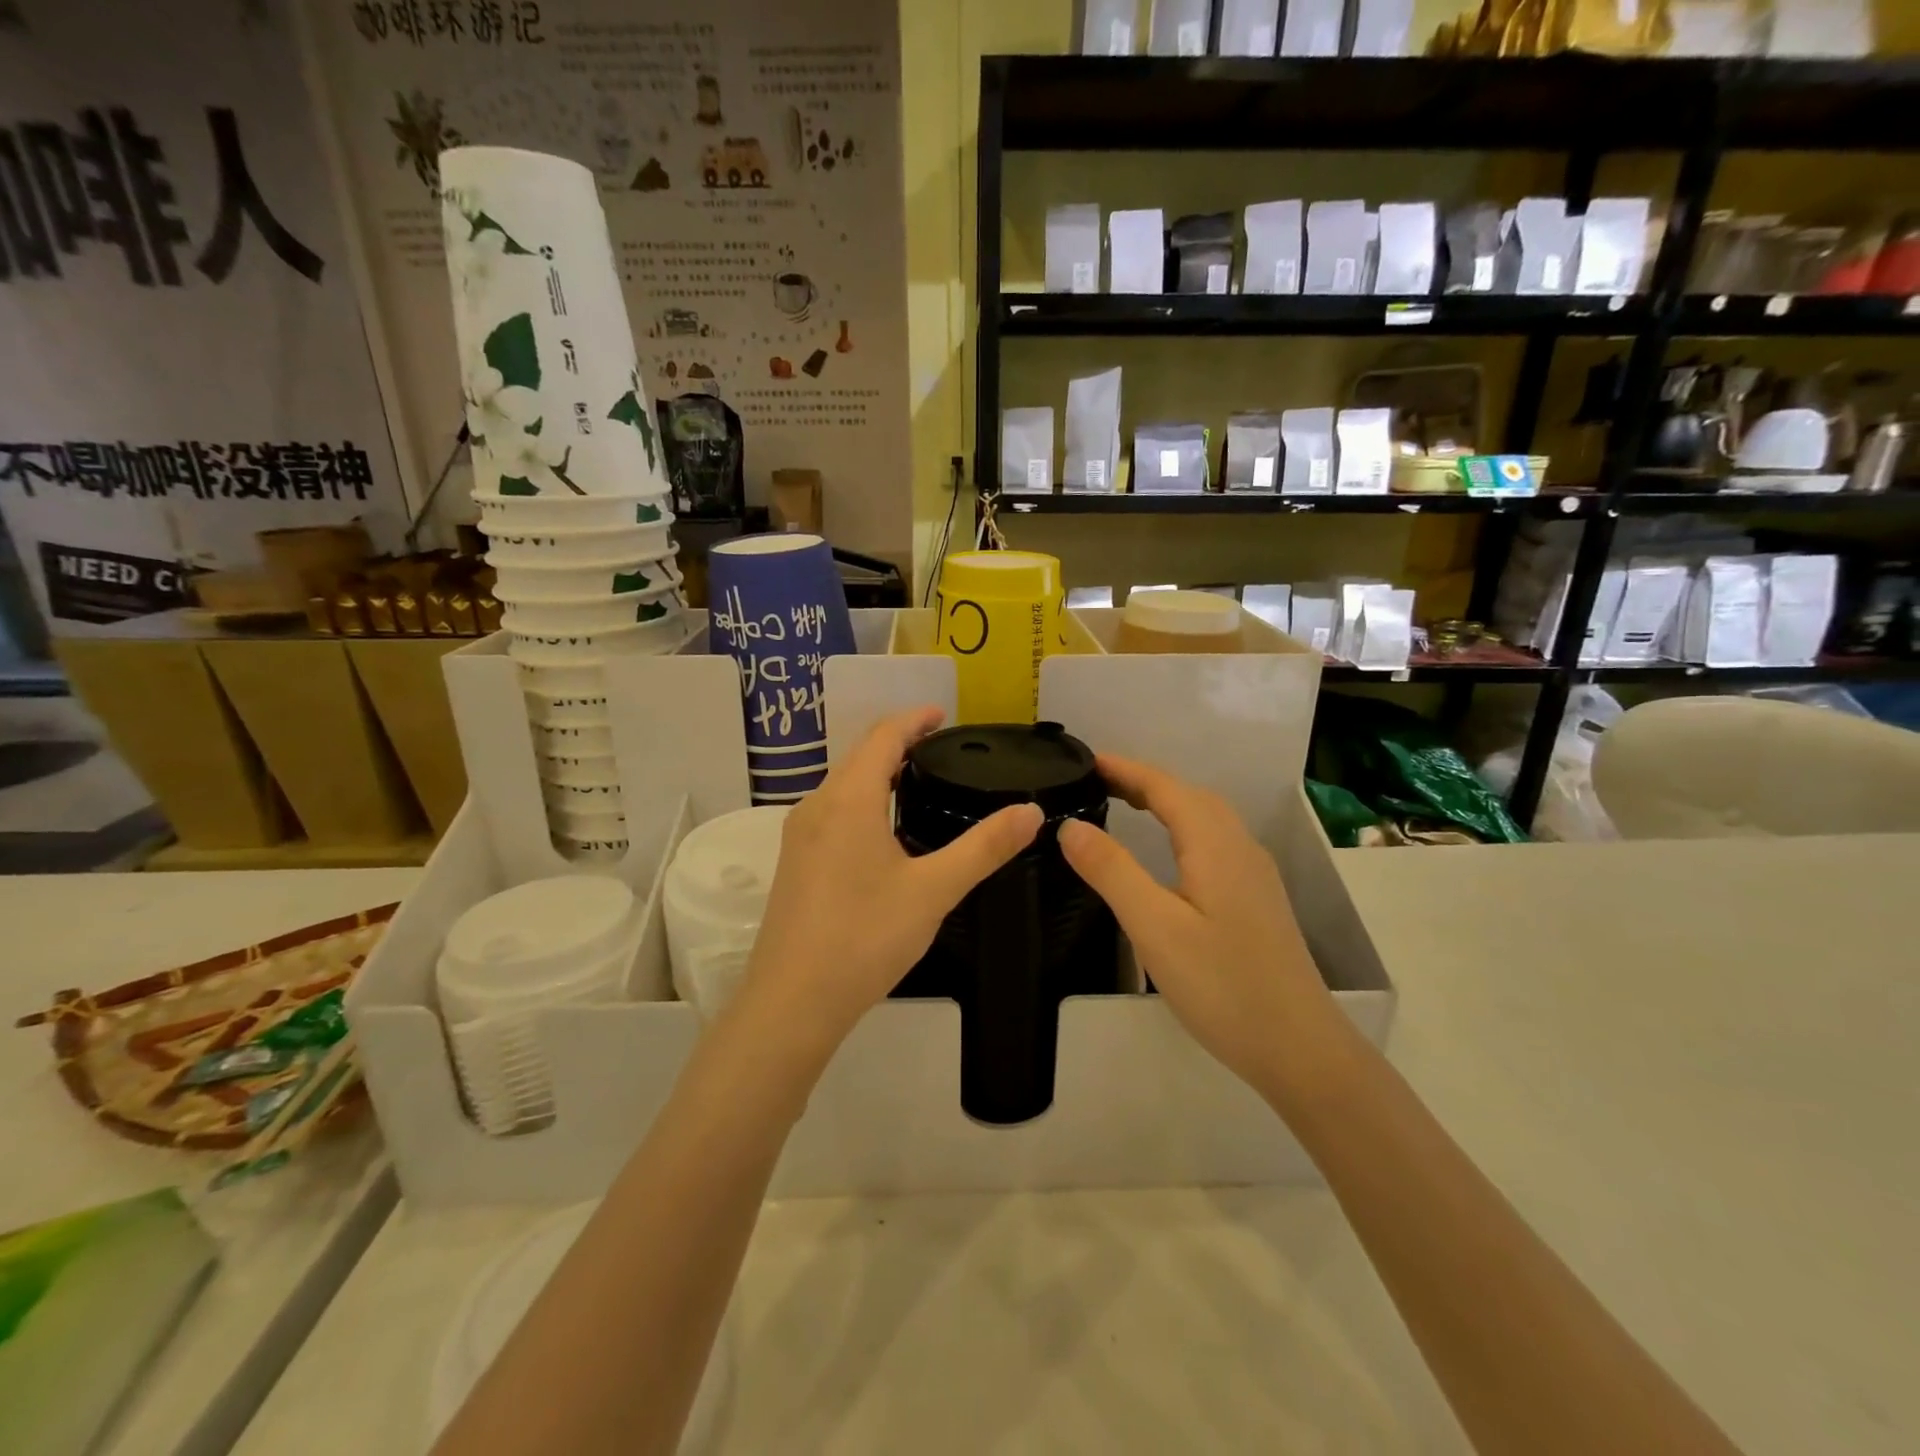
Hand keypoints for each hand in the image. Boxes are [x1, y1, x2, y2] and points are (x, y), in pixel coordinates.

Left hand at [735, 707, 1042, 1055]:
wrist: (792, 1001)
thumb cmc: (865, 937)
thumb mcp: (934, 890)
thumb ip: (984, 847)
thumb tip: (1031, 812)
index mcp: (849, 800)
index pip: (882, 737)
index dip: (913, 719)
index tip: (943, 714)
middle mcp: (817, 807)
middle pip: (859, 757)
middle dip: (898, 743)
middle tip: (941, 748)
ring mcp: (799, 837)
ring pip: (843, 786)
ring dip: (878, 773)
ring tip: (917, 782)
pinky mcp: (794, 864)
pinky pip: (832, 812)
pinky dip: (862, 801)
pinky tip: (884, 832)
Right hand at [1058, 755, 1346, 1099]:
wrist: (1300, 1048)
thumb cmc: (1222, 986)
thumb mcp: (1154, 928)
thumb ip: (1111, 871)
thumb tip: (1069, 826)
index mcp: (1216, 845)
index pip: (1165, 787)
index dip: (1125, 769)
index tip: (1086, 760)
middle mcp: (1240, 848)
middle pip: (1189, 795)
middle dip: (1143, 780)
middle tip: (1096, 781)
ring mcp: (1254, 874)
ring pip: (1206, 818)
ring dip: (1165, 801)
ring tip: (1125, 804)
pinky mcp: (1257, 899)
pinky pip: (1214, 841)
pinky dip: (1182, 827)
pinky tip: (1169, 851)